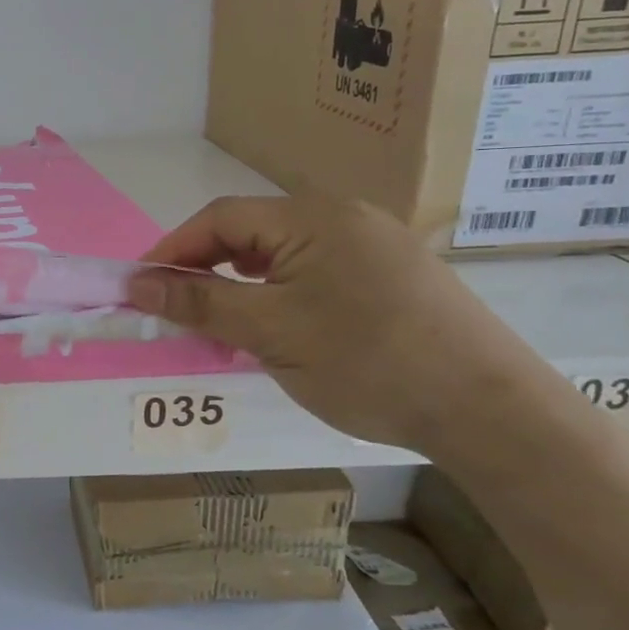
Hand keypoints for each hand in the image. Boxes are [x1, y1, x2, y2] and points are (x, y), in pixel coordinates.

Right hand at [128, 194, 553, 454]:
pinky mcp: (396, 277)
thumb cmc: (367, 362)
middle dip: (204, 267)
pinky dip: (279, 293)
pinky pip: (316, 271)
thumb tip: (137, 284)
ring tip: (221, 322)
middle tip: (176, 309)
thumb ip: (199, 303)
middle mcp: (345, 217)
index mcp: (313, 217)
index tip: (140, 288)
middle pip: (251, 231)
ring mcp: (376, 246)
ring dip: (240, 283)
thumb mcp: (270, 332)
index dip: (172, 249)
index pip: (220, 218)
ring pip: (283, 254)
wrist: (491, 412)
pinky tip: (278, 326)